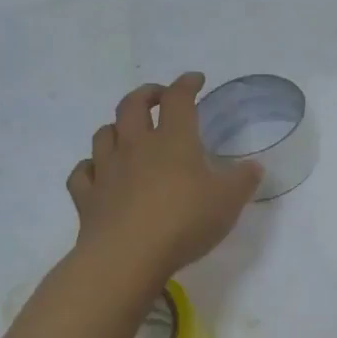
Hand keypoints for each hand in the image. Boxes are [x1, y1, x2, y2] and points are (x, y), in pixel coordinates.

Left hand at [67, 73, 261, 281]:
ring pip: (104, 134)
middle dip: (146, 94)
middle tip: (158, 97)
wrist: (127, 257)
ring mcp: (106, 170)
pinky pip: (82, 173)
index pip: (178, 99)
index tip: (195, 80)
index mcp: (173, 140)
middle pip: (132, 105)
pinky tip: (98, 172)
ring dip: (116, 127)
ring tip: (128, 133)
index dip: (186, 84)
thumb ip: (243, 180)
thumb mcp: (229, 201)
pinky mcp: (87, 198)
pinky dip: (90, 167)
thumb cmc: (184, 221)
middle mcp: (136, 146)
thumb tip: (253, 166)